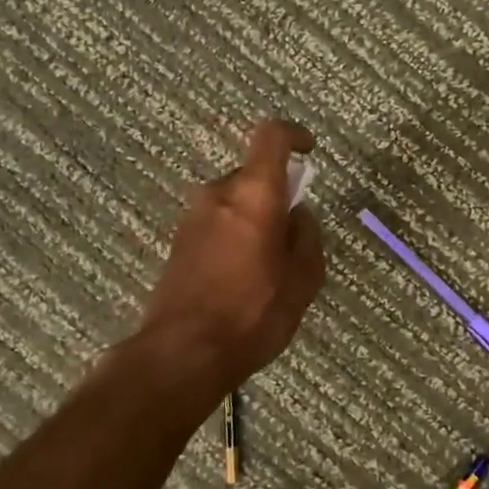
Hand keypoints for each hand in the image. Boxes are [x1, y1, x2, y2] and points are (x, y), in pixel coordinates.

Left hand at [136, 120, 325, 381]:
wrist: (183, 353)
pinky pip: (217, 222)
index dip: (294, 135)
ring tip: (267, 267)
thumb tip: (299, 214)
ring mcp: (193, 217)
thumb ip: (307, 237)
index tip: (309, 151)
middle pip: (254, 175)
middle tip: (293, 238)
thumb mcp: (303, 280)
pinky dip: (235, 235)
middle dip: (276, 195)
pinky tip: (241, 279)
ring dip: (254, 218)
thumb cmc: (253, 313)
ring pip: (235, 201)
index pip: (271, 136)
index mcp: (254, 194)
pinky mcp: (178, 242)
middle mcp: (219, 194)